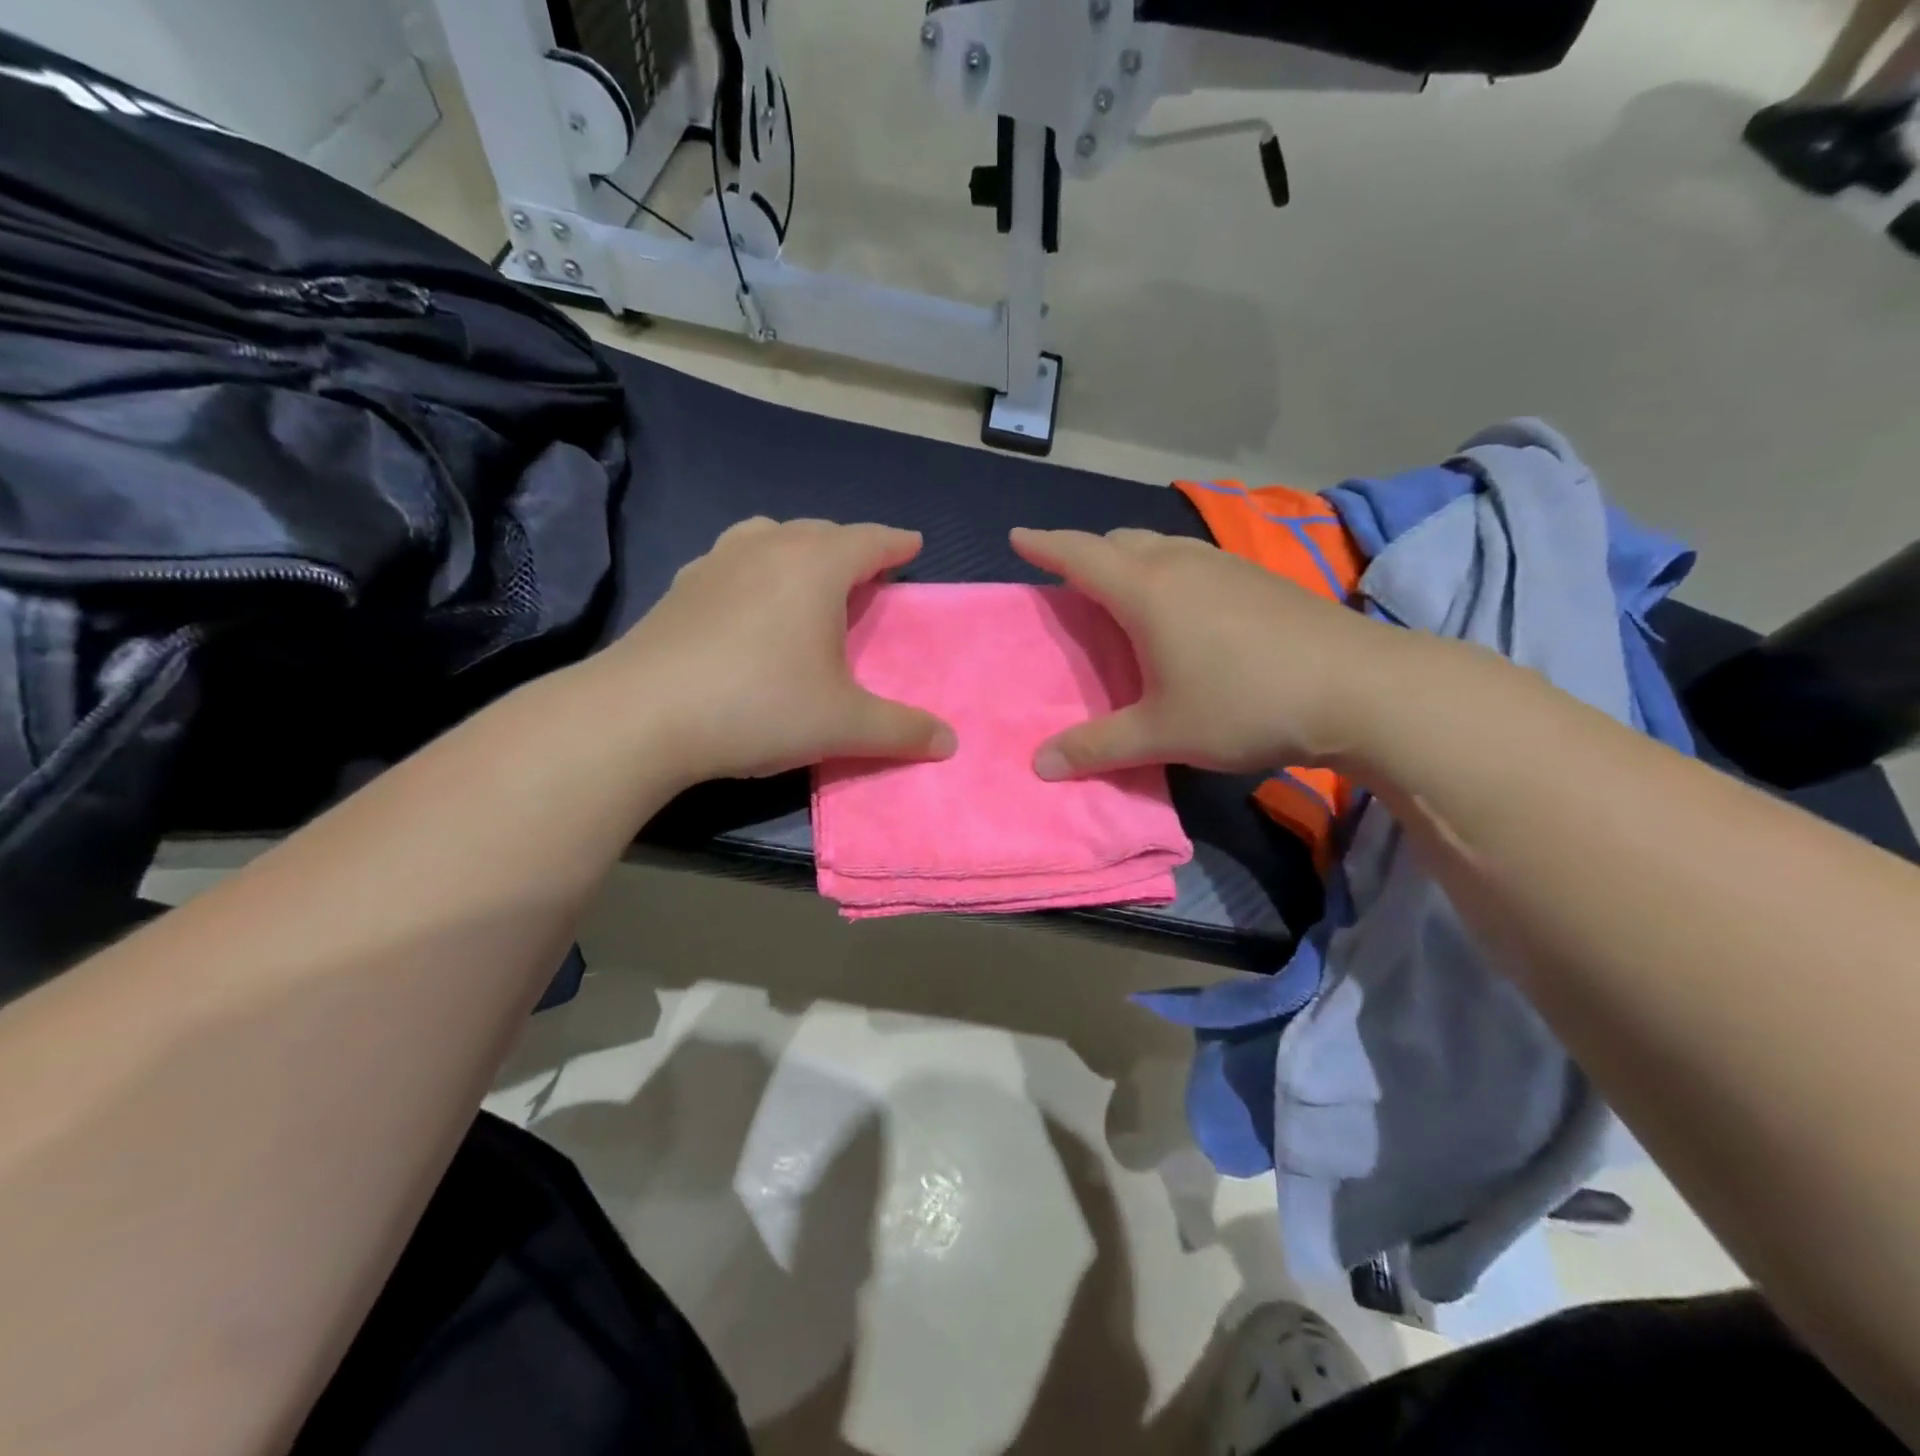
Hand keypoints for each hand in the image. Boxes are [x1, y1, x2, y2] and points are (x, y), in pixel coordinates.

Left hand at [594, 518, 955, 779]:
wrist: (642, 715)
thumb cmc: (759, 706)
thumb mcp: (844, 725)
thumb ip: (902, 731)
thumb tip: (951, 743)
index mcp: (815, 567)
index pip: (869, 540)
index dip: (896, 543)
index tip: (913, 545)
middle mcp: (767, 549)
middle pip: (820, 532)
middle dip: (849, 547)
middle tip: (866, 572)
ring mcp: (716, 563)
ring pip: (769, 537)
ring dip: (798, 549)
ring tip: (807, 576)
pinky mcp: (680, 588)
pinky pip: (731, 561)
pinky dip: (754, 570)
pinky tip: (746, 604)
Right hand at [1011, 526, 1402, 777]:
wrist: (1361, 688)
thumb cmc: (1244, 703)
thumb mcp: (1162, 734)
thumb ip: (1097, 747)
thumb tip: (1039, 766)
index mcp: (1146, 590)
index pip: (1080, 555)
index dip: (1045, 545)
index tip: (1018, 537)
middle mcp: (1182, 564)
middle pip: (1121, 541)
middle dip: (1089, 555)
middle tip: (1074, 585)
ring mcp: (1227, 566)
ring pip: (1163, 547)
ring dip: (1134, 562)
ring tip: (1127, 597)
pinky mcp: (1262, 579)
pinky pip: (1196, 562)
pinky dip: (1172, 574)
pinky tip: (1189, 613)